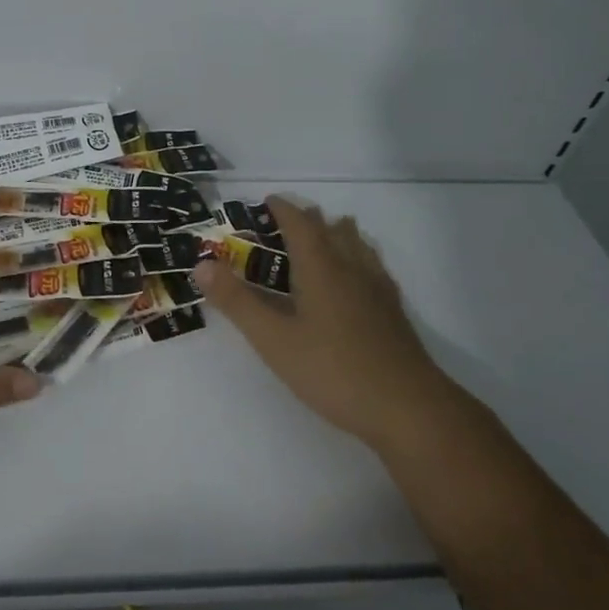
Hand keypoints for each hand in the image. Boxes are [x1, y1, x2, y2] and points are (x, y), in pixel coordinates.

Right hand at [194, 197, 444, 446]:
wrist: (408, 408)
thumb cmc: (333, 370)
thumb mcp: (274, 340)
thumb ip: (237, 301)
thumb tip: (201, 265)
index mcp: (321, 268)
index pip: (300, 224)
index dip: (282, 209)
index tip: (267, 201)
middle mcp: (352, 268)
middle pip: (331, 229)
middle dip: (308, 219)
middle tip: (286, 221)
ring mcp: (378, 289)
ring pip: (357, 245)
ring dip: (336, 233)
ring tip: (324, 235)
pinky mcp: (393, 311)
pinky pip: (372, 266)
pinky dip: (357, 256)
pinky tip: (357, 277)